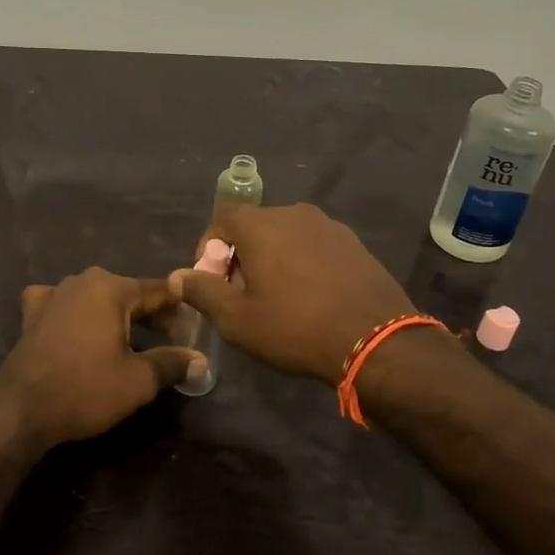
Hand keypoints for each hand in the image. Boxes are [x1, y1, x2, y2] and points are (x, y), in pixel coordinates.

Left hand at [0, 269, 204, 447]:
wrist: (20, 408)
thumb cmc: (85, 389)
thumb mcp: (137, 381)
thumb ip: (172, 364)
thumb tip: (201, 361)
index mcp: (110, 287)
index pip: (158, 292)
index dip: (180, 311)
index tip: (195, 330)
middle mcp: (82, 280)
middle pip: (128, 294)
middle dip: (151, 316)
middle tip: (171, 342)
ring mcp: (53, 294)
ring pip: (96, 299)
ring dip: (116, 317)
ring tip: (133, 342)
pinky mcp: (32, 313)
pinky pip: (65, 306)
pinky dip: (78, 316)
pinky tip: (79, 330)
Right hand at [169, 203, 415, 383]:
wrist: (376, 341)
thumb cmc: (296, 328)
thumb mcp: (238, 320)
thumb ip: (203, 292)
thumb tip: (178, 275)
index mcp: (262, 225)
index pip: (223, 218)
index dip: (210, 246)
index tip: (212, 279)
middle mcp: (294, 214)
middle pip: (255, 225)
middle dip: (241, 253)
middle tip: (241, 292)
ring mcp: (329, 226)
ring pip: (287, 234)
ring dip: (273, 257)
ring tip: (276, 295)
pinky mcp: (354, 243)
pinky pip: (315, 245)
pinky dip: (302, 261)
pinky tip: (310, 296)